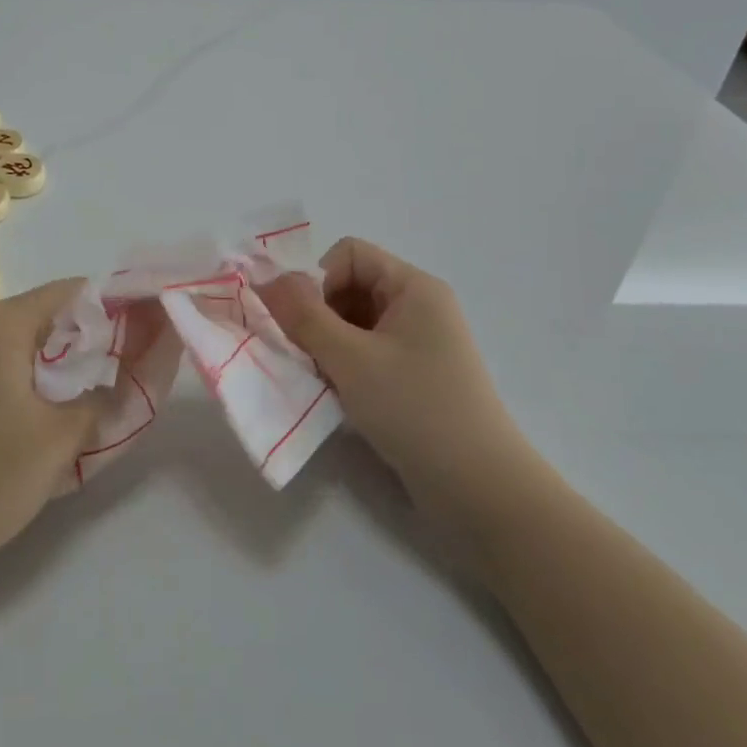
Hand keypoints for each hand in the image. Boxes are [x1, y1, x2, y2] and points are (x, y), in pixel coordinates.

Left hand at [0, 279, 109, 561]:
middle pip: (44, 313)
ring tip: (81, 398)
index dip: (110, 310)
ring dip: (53, 360)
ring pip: (19, 338)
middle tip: (115, 376)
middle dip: (83, 340)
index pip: (71, 292)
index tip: (139, 339)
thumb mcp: (64, 437)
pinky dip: (22, 373)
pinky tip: (35, 413)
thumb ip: (107, 394)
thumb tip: (130, 373)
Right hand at [261, 238, 523, 509]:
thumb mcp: (351, 359)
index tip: (301, 322)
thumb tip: (265, 280)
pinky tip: (336, 396)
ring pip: (353, 323)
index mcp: (413, 287)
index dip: (317, 279)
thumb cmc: (416, 410)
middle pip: (349, 287)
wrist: (480, 491)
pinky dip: (343, 366)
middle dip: (317, 315)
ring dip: (326, 344)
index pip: (349, 254)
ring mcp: (418, 344)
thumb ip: (304, 316)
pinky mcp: (414, 378)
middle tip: (303, 354)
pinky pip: (366, 353)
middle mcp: (418, 307)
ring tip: (320, 379)